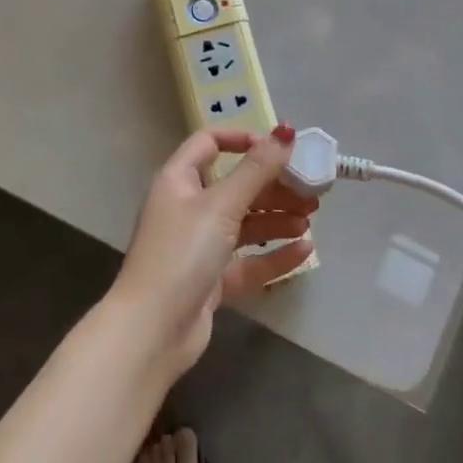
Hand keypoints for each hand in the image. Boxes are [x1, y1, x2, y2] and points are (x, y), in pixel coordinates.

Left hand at [111, 125, 317, 370]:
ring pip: (245, 224)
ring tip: (310, 218)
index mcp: (179, 181)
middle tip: (310, 189)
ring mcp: (199, 247)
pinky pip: (248, 261)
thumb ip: (257, 169)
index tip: (277, 149)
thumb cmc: (182, 253)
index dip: (242, 140)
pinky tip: (305, 250)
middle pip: (235, 186)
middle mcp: (187, 209)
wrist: (152, 331)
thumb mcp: (221, 205)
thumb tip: (285, 131)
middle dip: (273, 186)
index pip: (209, 144)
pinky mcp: (211, 281)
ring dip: (277, 218)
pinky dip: (275, 254)